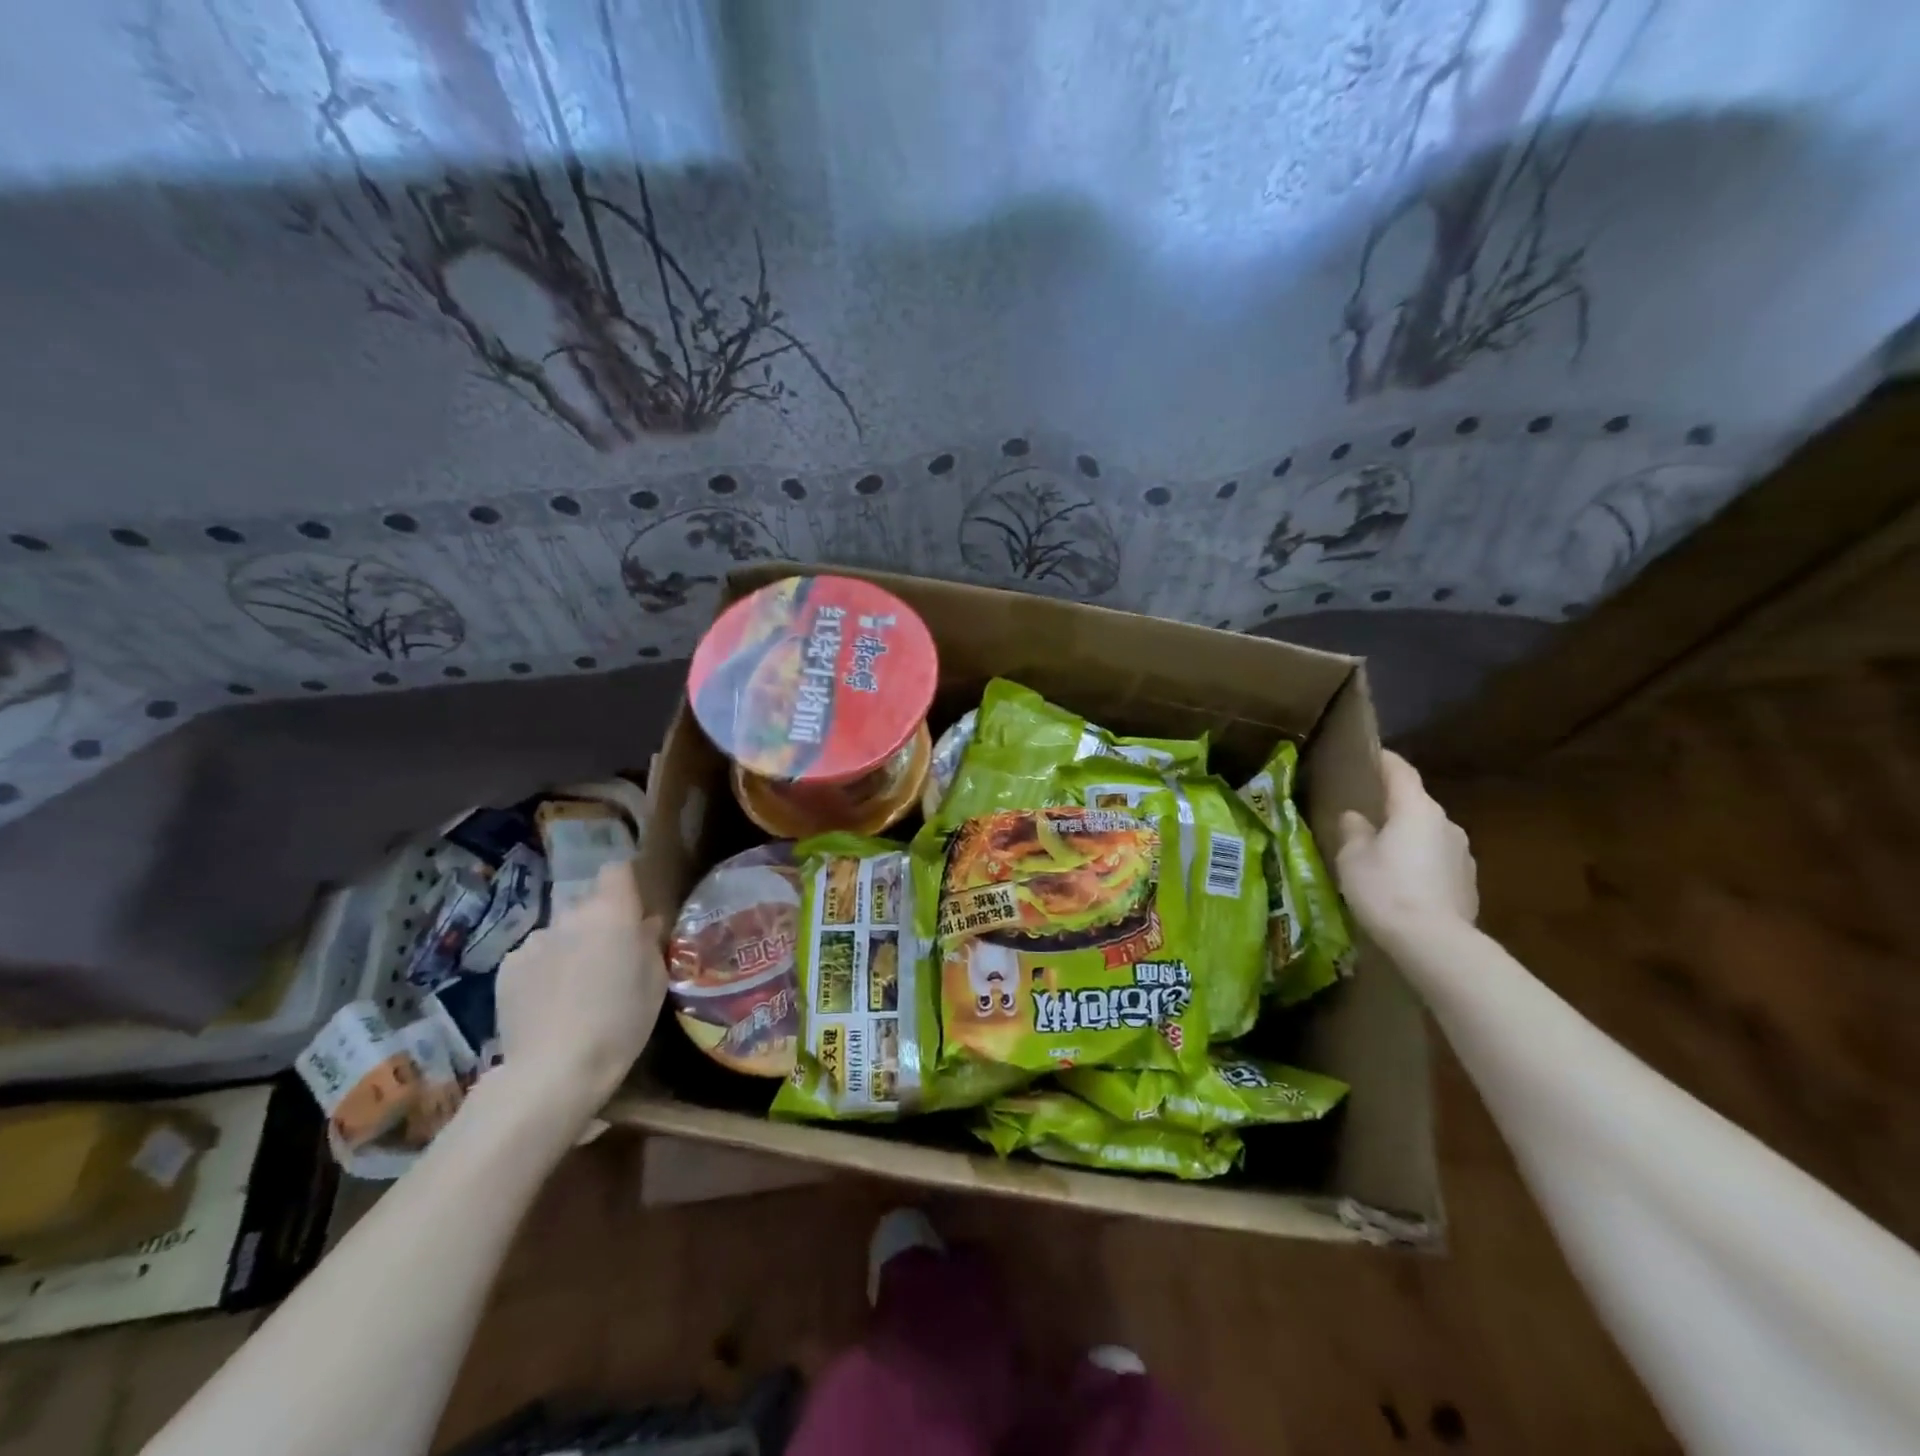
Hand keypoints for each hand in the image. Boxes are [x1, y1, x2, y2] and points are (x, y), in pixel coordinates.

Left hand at [492, 860, 665, 1124]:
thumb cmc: (620, 1022)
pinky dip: (542, 971)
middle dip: (598, 924)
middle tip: (608, 960)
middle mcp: (570, 916)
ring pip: (559, 933)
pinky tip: (548, 1004)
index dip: (624, 884)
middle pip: (587, 905)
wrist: (553, 1071)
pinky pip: (533, 958)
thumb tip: (644, 924)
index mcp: (612, 913)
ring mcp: (533, 941)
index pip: (616, 871)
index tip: (632, 908)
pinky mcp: (506, 968)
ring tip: (574, 989)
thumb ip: (649, 944)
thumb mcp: (654, 983)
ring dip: (569, 949)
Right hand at [1335, 751, 1478, 935]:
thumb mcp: (1352, 858)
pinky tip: (1402, 883)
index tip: (1370, 754)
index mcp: (1416, 809)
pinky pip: (1437, 861)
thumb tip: (1356, 817)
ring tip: (1382, 854)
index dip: (1384, 760)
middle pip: (1415, 804)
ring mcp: (1463, 854)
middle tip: (1366, 814)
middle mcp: (1446, 823)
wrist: (1434, 943)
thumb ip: (1353, 831)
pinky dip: (1419, 863)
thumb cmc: (1385, 889)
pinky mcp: (1468, 882)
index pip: (1400, 771)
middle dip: (1392, 806)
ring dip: (1407, 838)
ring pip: (1428, 834)